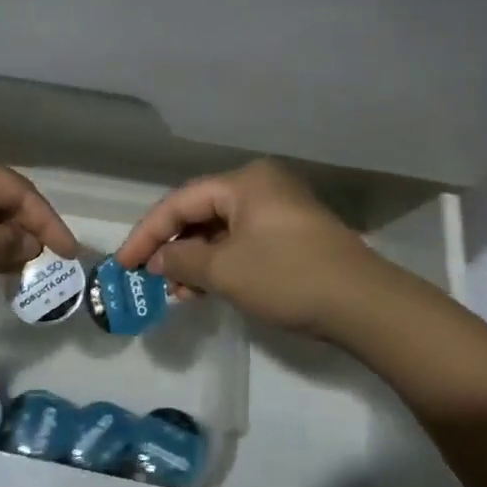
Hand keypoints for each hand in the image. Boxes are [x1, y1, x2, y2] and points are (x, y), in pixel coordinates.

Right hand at [113, 159, 384, 334]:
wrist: (363, 304)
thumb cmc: (288, 276)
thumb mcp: (226, 270)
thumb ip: (182, 260)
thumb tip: (158, 261)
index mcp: (244, 181)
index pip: (180, 201)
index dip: (147, 233)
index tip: (123, 264)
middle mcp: (260, 186)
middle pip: (200, 212)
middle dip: (172, 247)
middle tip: (148, 278)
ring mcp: (279, 209)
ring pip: (221, 230)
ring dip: (195, 259)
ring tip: (176, 292)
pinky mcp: (291, 234)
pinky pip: (242, 241)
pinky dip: (220, 263)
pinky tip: (205, 289)